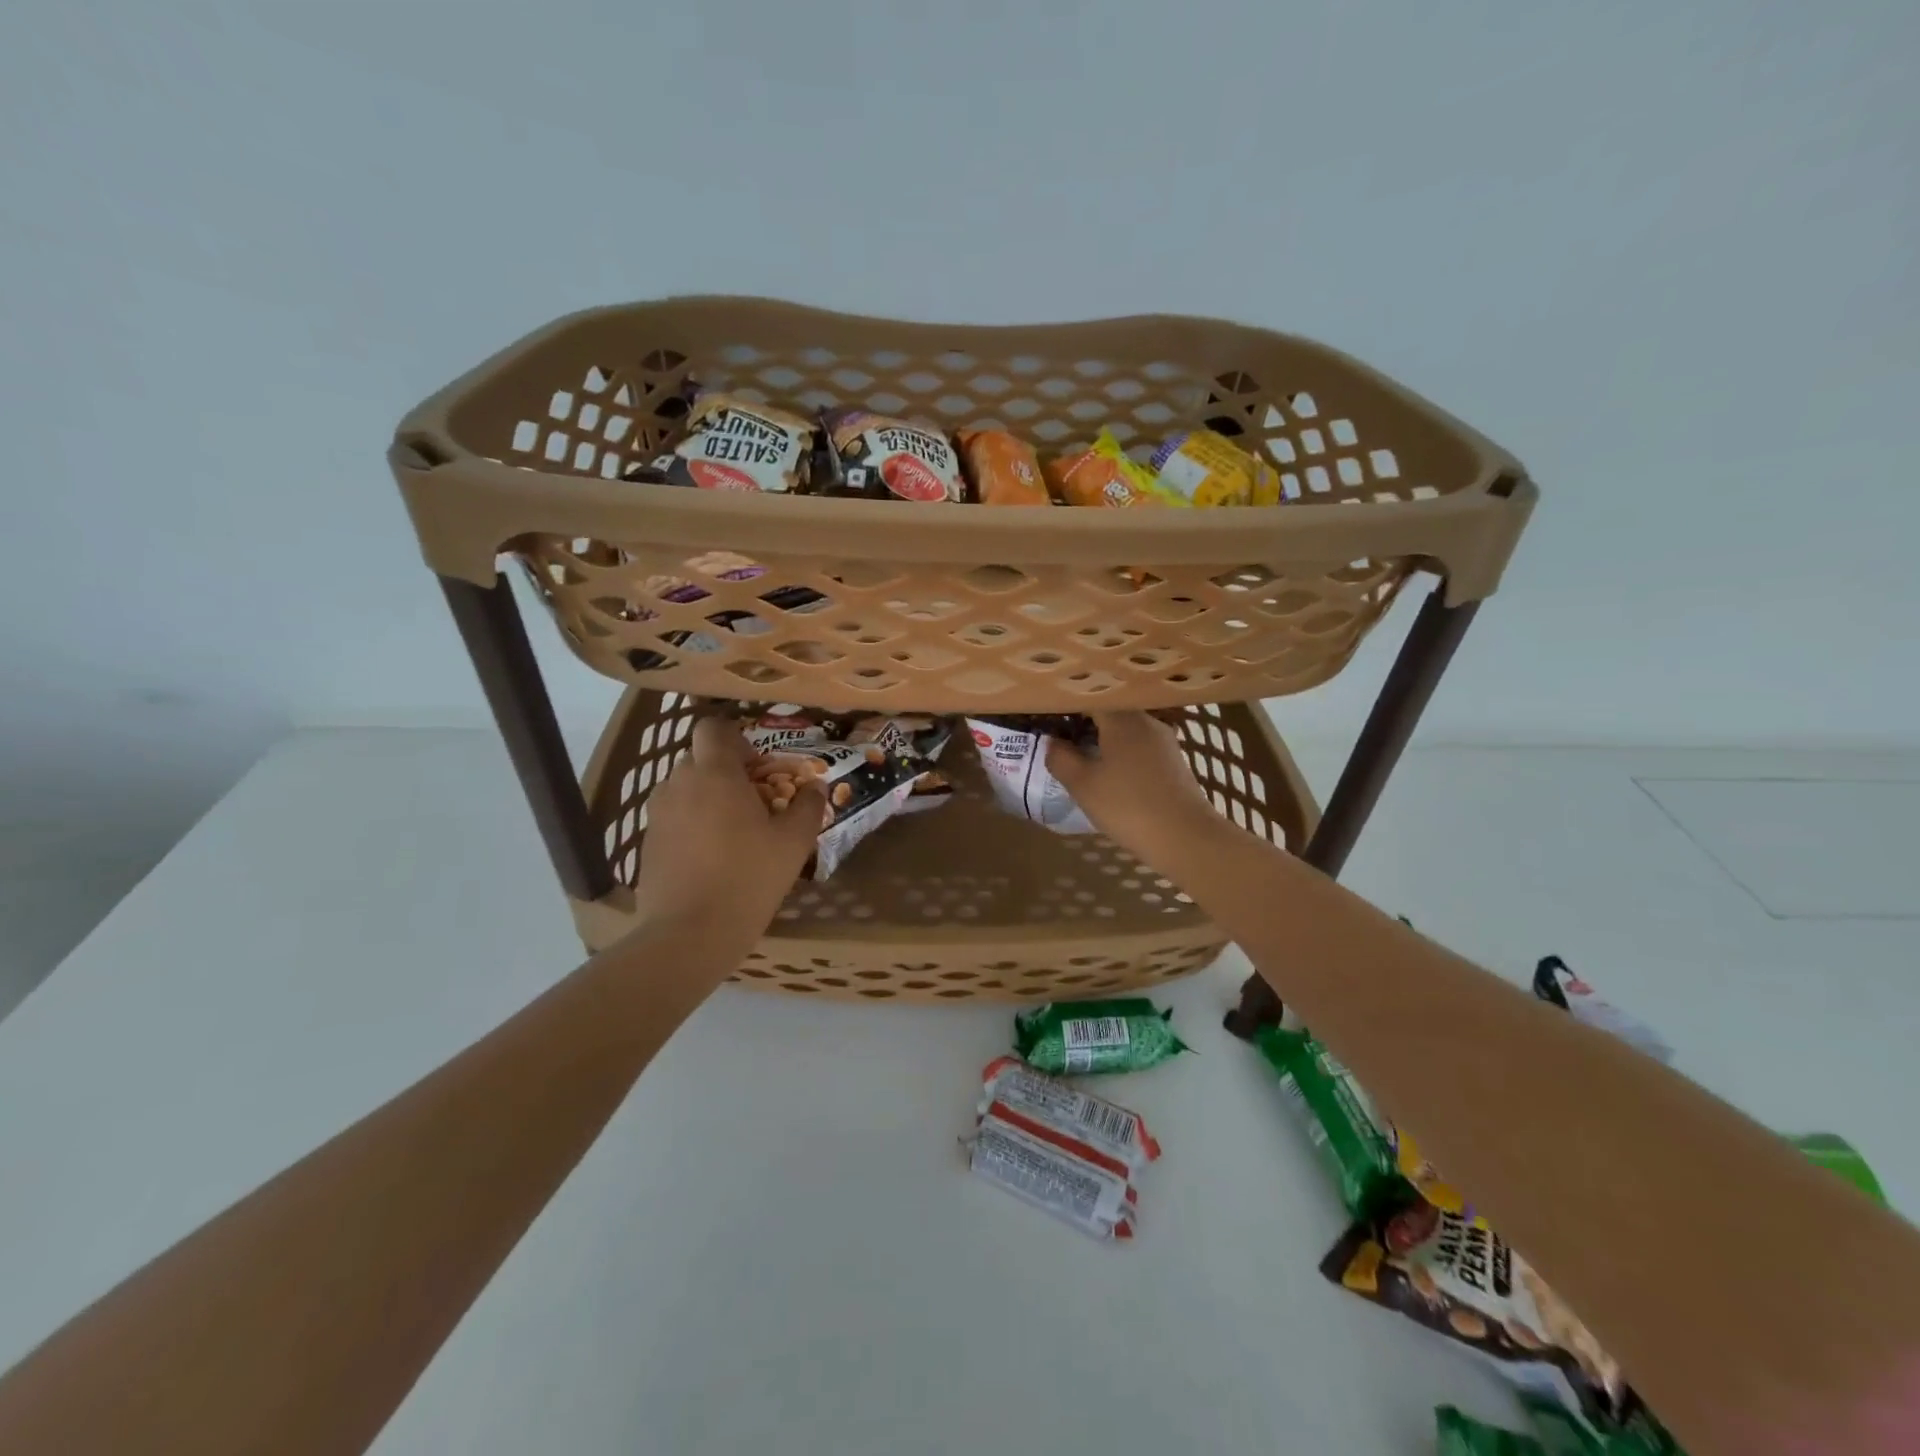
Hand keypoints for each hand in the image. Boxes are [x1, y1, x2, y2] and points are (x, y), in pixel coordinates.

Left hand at [634, 717, 824, 929]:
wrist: (689, 934)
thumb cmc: (747, 878)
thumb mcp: (793, 843)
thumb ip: (808, 807)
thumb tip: (816, 787)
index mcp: (715, 774)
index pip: (713, 727)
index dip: (735, 737)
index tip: (757, 765)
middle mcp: (679, 784)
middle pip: (700, 758)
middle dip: (726, 771)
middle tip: (754, 802)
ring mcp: (658, 814)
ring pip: (685, 789)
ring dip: (707, 798)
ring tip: (732, 832)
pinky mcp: (647, 843)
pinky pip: (673, 818)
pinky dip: (691, 825)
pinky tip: (711, 858)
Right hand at [1044, 711, 1225, 865]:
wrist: (1185, 837)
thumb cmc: (1127, 805)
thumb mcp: (1083, 784)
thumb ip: (1060, 758)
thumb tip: (1052, 741)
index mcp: (1121, 718)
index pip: (1089, 697)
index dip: (1067, 705)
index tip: (1049, 716)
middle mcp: (1145, 720)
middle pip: (1110, 711)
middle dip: (1085, 721)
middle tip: (1061, 737)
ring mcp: (1164, 741)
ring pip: (1126, 730)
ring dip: (1105, 739)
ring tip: (1083, 756)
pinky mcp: (1174, 761)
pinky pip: (1140, 747)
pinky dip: (1122, 753)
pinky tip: (1112, 773)